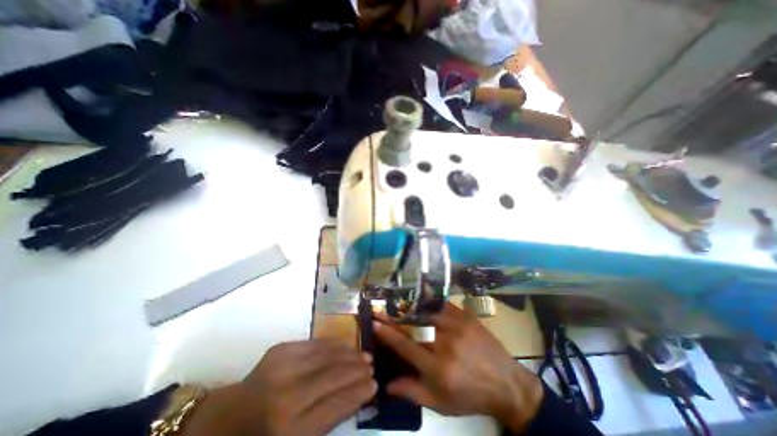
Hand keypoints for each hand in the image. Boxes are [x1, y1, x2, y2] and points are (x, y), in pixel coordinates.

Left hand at [182, 340, 376, 435]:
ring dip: (350, 354)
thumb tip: (358, 394)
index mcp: (290, 430)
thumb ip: (329, 419)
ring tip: (364, 355)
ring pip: (328, 356)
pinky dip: (334, 345)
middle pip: (334, 376)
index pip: (337, 404)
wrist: (226, 418)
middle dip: (358, 370)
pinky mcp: (281, 349)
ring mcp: (283, 367)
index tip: (375, 385)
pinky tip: (345, 346)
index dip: (359, 392)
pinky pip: (316, 344)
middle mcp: (288, 395)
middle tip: (373, 366)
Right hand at [374, 304, 541, 432]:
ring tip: (397, 305)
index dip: (388, 333)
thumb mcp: (441, 403)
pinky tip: (420, 301)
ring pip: (426, 311)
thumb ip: (412, 392)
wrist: (506, 384)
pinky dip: (429, 303)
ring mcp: (457, 325)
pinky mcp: (466, 316)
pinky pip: (442, 305)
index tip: (374, 322)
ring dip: (409, 308)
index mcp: (439, 367)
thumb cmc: (470, 396)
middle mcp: (446, 343)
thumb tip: (386, 385)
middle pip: (413, 325)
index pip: (406, 346)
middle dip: (393, 316)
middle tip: (381, 309)